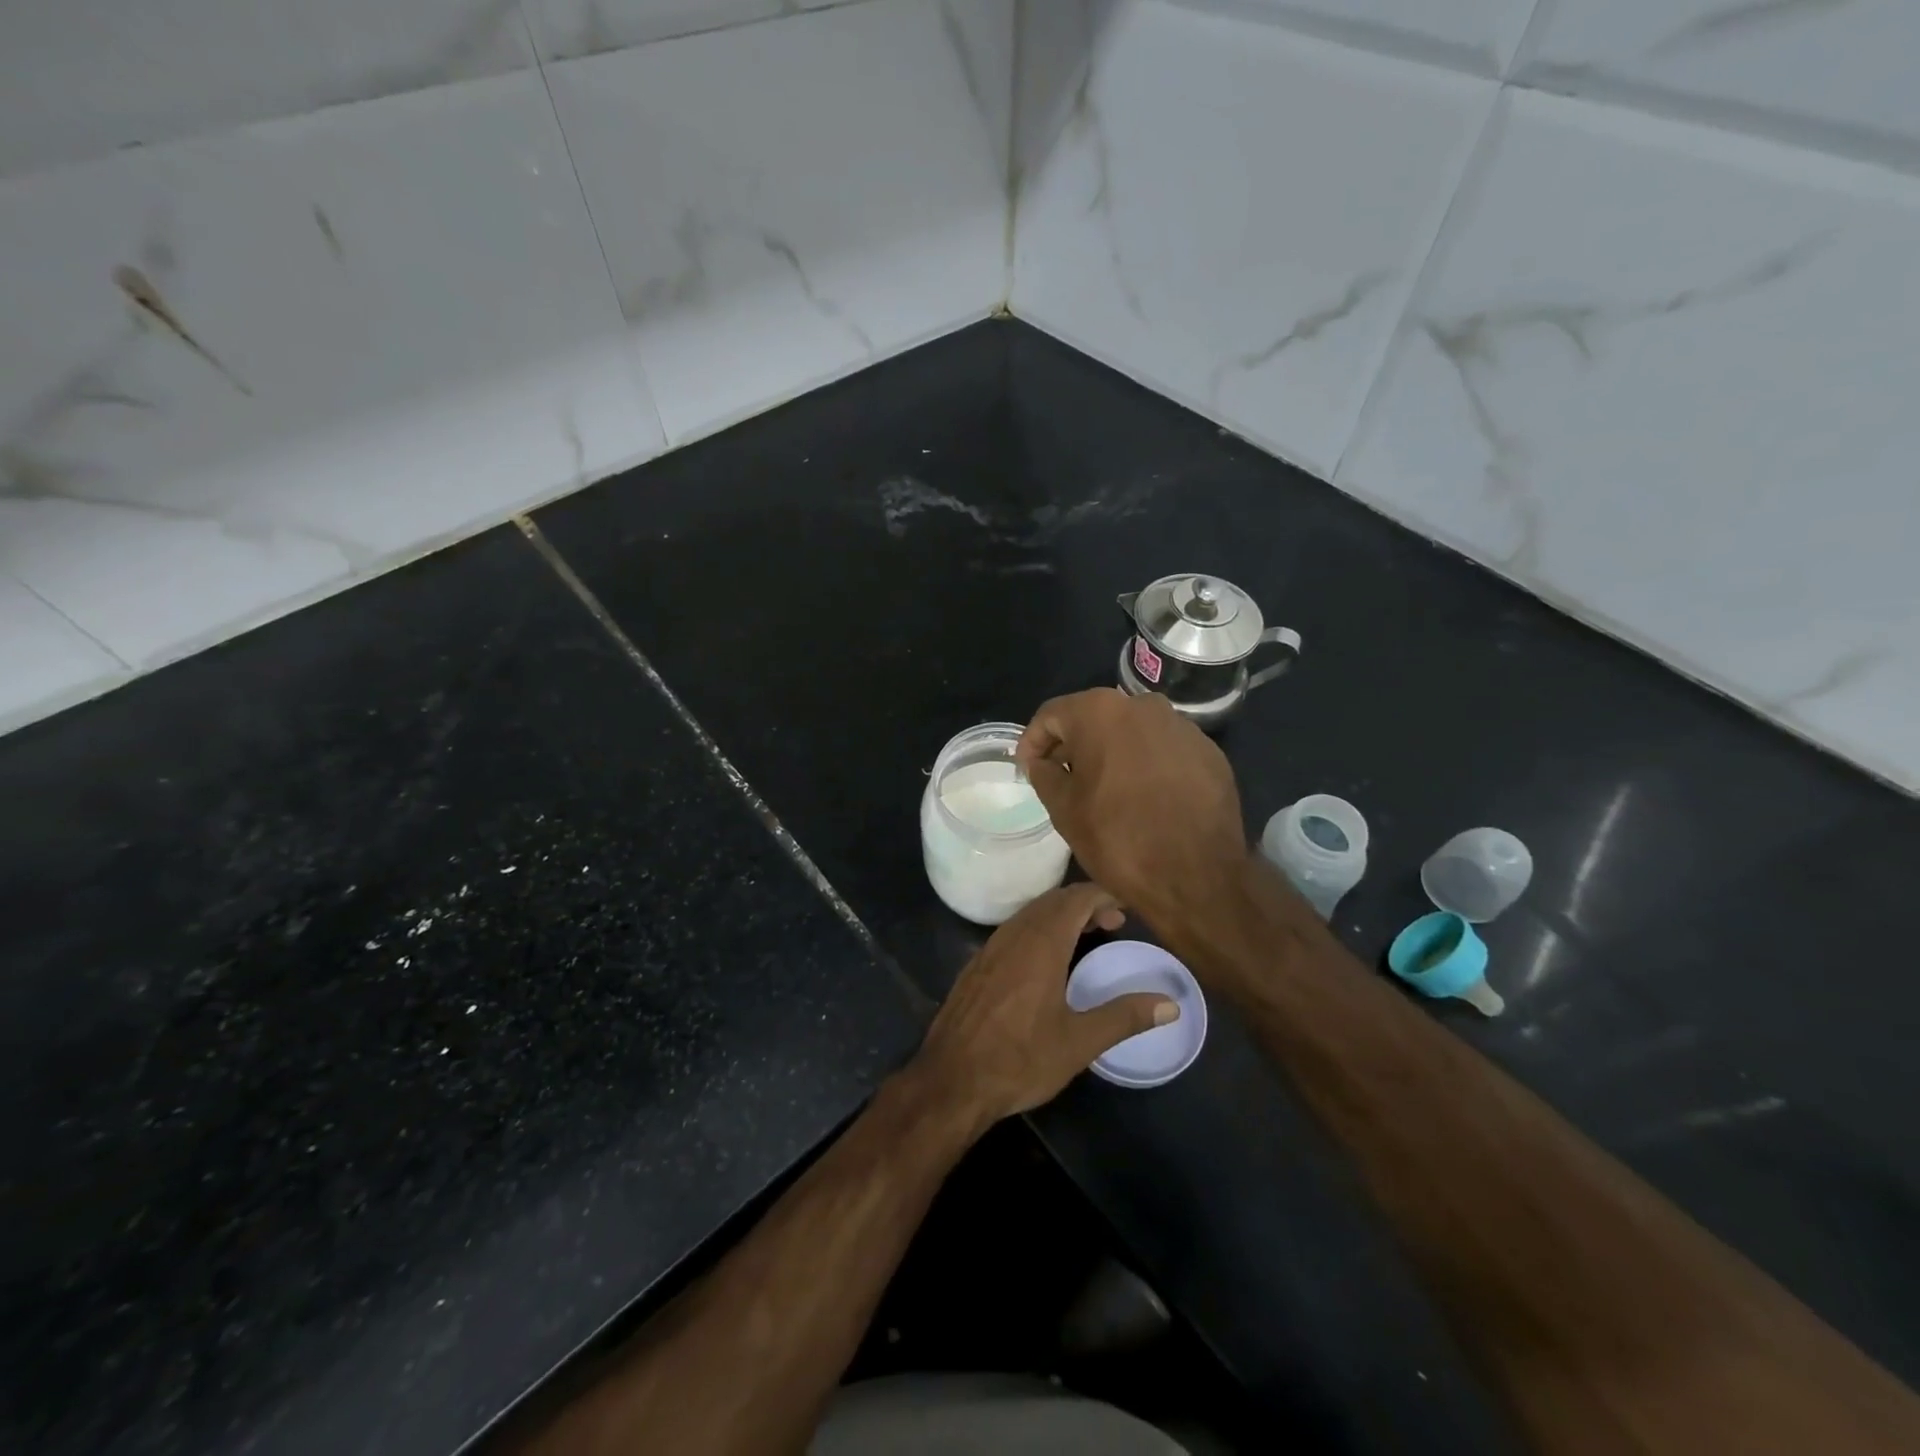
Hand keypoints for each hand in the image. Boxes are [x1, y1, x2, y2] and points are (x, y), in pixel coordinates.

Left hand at [913, 883, 1178, 1125]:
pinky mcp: (977, 964)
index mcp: (1041, 943)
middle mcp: (1015, 934)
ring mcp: (991, 947)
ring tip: (1086, 936)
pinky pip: (1014, 929)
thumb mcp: (1079, 1042)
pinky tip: (1046, 960)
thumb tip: (1170, 1005)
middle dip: (1085, 903)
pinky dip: (1038, 928)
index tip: (1127, 908)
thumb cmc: (1020, 1060)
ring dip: (1061, 915)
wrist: (951, 1079)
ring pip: (1031, 913)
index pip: (1076, 898)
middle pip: (1054, 900)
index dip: (1104, 895)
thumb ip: (1124, 1016)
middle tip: (1114, 923)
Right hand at [1016, 689, 1249, 928]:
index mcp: (1101, 713)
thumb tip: (1042, 761)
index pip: (1052, 715)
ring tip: (1104, 789)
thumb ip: (1044, 774)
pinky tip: (1144, 797)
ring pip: (1132, 732)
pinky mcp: (1209, 752)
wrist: (1198, 879)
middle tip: (1061, 778)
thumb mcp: (1063, 809)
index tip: (1028, 769)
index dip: (1033, 742)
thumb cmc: (1119, 840)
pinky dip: (1147, 764)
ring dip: (1112, 753)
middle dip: (1074, 745)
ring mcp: (1182, 727)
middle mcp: (1144, 706)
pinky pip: (1164, 750)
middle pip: (1094, 717)